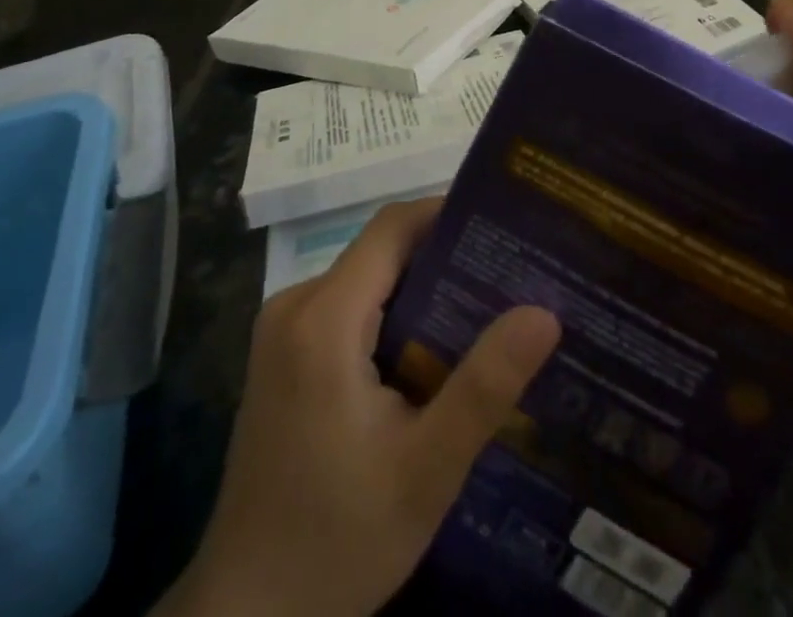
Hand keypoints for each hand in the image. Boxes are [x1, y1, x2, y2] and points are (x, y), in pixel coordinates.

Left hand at [160, 198, 560, 616]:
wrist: (247, 615)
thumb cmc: (339, 538)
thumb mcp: (426, 469)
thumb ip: (484, 385)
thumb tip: (544, 311)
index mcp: (324, 316)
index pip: (392, 228)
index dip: (446, 215)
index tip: (502, 228)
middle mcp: (295, 305)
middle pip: (379, 253)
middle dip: (442, 259)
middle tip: (507, 280)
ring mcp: (281, 331)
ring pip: (364, 282)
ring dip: (418, 291)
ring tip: (482, 316)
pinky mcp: (281, 357)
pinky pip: (344, 311)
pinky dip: (388, 317)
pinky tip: (429, 356)